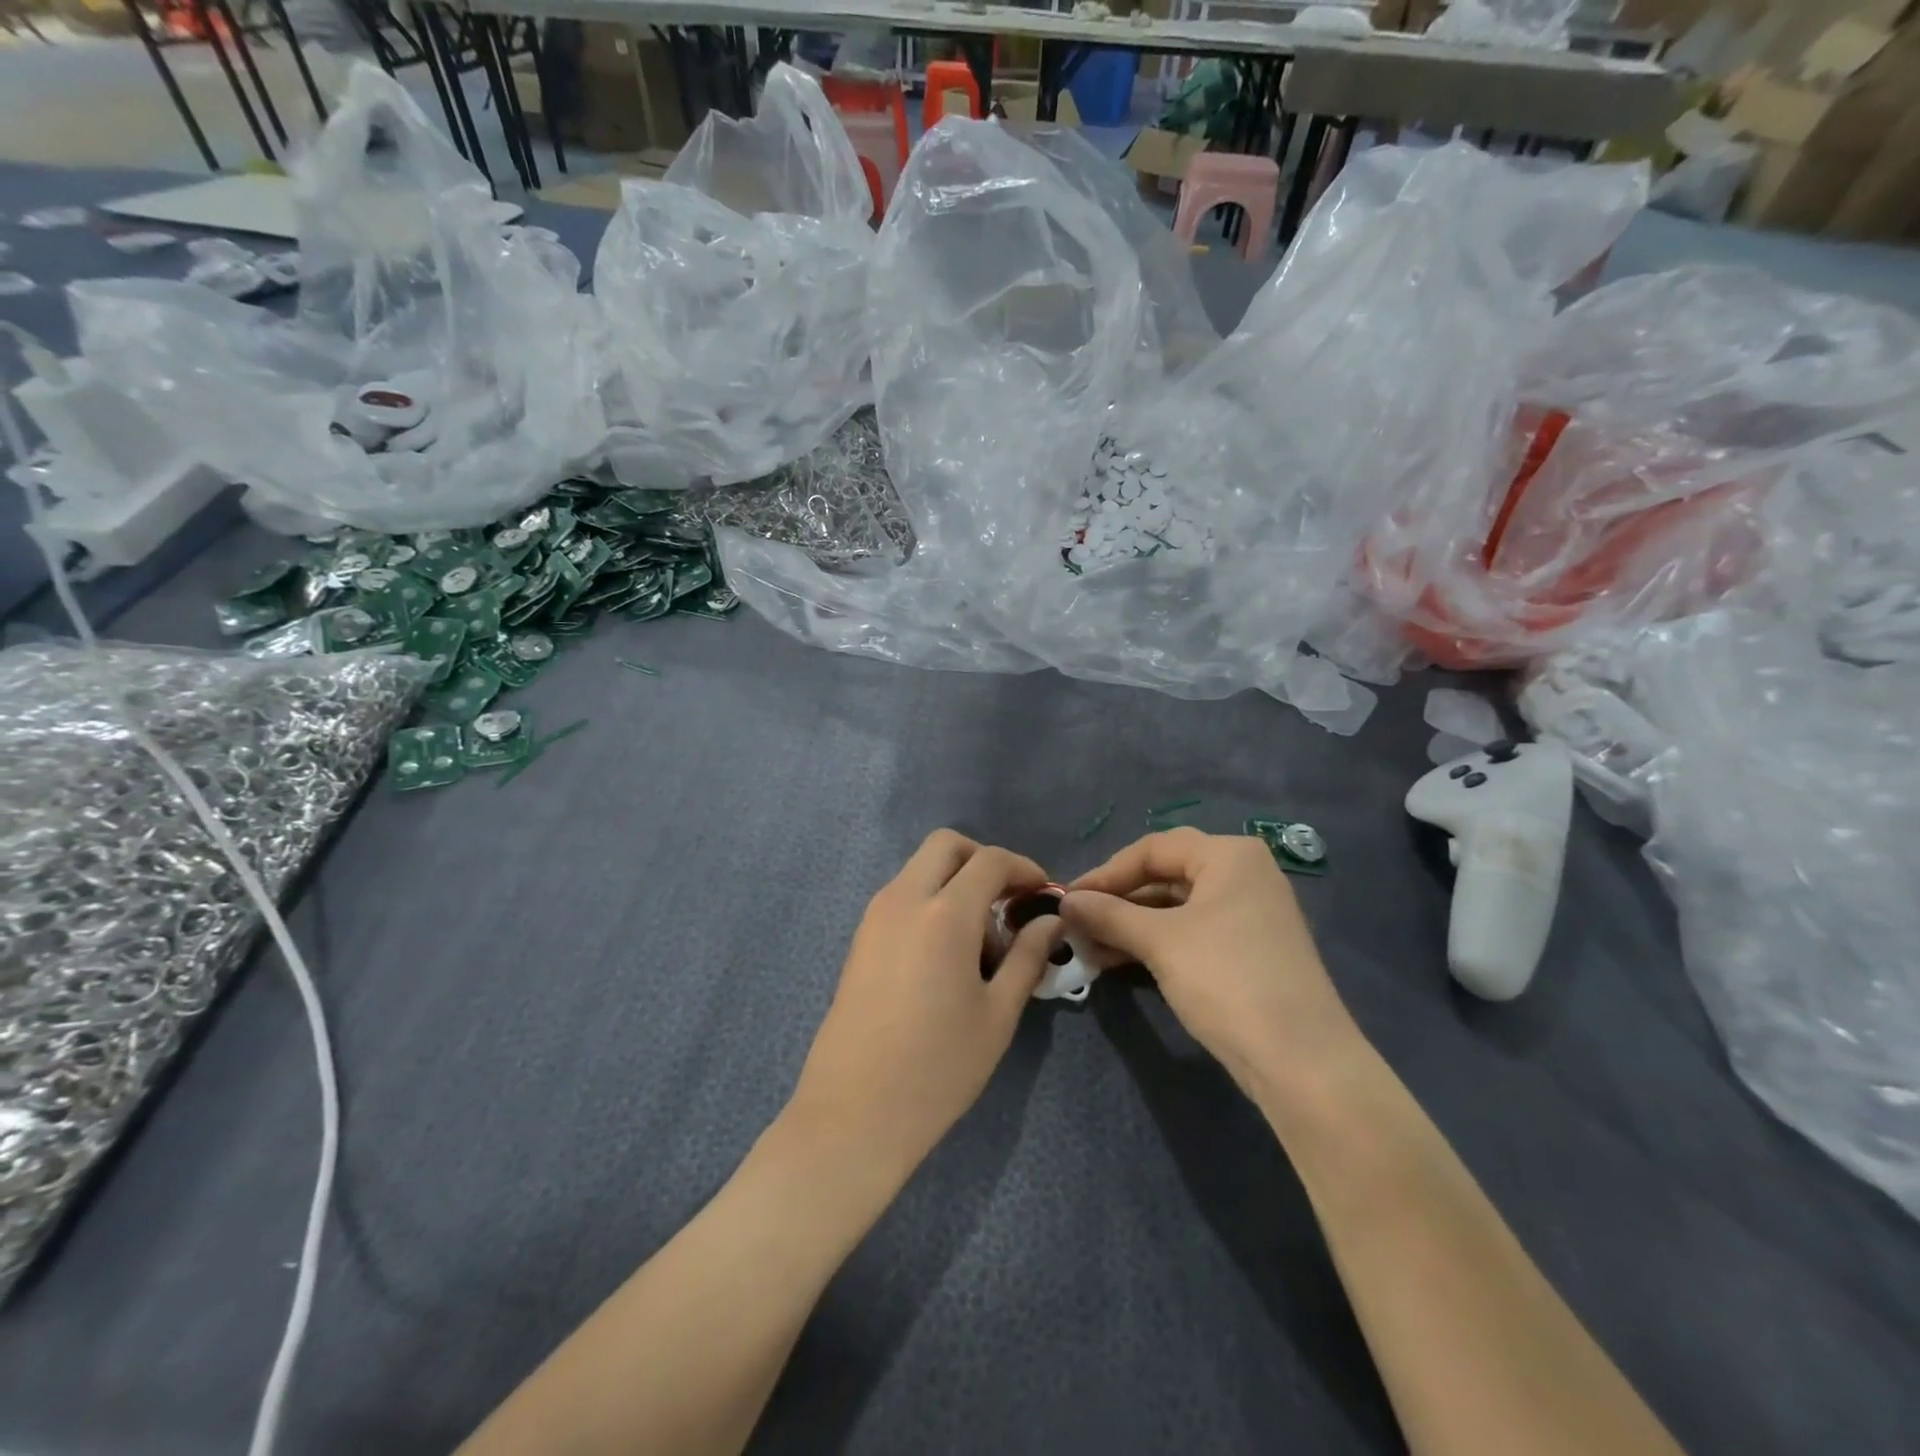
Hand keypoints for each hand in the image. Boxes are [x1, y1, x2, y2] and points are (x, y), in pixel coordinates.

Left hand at [787, 830, 1060, 1182]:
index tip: (1043, 895)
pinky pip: (903, 896)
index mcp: (944, 913)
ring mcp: (875, 916)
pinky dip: (931, 902)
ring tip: (980, 943)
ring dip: (955, 883)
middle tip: (1008, 903)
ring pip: (921, 869)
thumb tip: (1050, 922)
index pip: (990, 860)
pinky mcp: (860, 938)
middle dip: (983, 860)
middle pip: (946, 845)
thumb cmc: (938, 1066)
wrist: (854, 1112)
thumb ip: (1028, 957)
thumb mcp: (998, 1013)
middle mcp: (904, 899)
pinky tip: (947, 956)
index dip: (1024, 868)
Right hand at [1062, 828, 1361, 1099]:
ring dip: (1131, 925)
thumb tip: (1065, 902)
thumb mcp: (1160, 942)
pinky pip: (1191, 932)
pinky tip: (1119, 960)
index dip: (1105, 873)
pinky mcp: (1248, 950)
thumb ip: (1108, 915)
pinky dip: (1155, 942)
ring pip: (1175, 908)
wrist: (1301, 1061)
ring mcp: (1249, 914)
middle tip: (1077, 923)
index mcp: (1228, 855)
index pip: (1152, 849)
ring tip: (1089, 947)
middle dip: (1117, 900)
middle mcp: (1243, 874)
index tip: (1068, 900)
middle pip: (1164, 875)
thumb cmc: (1225, 979)